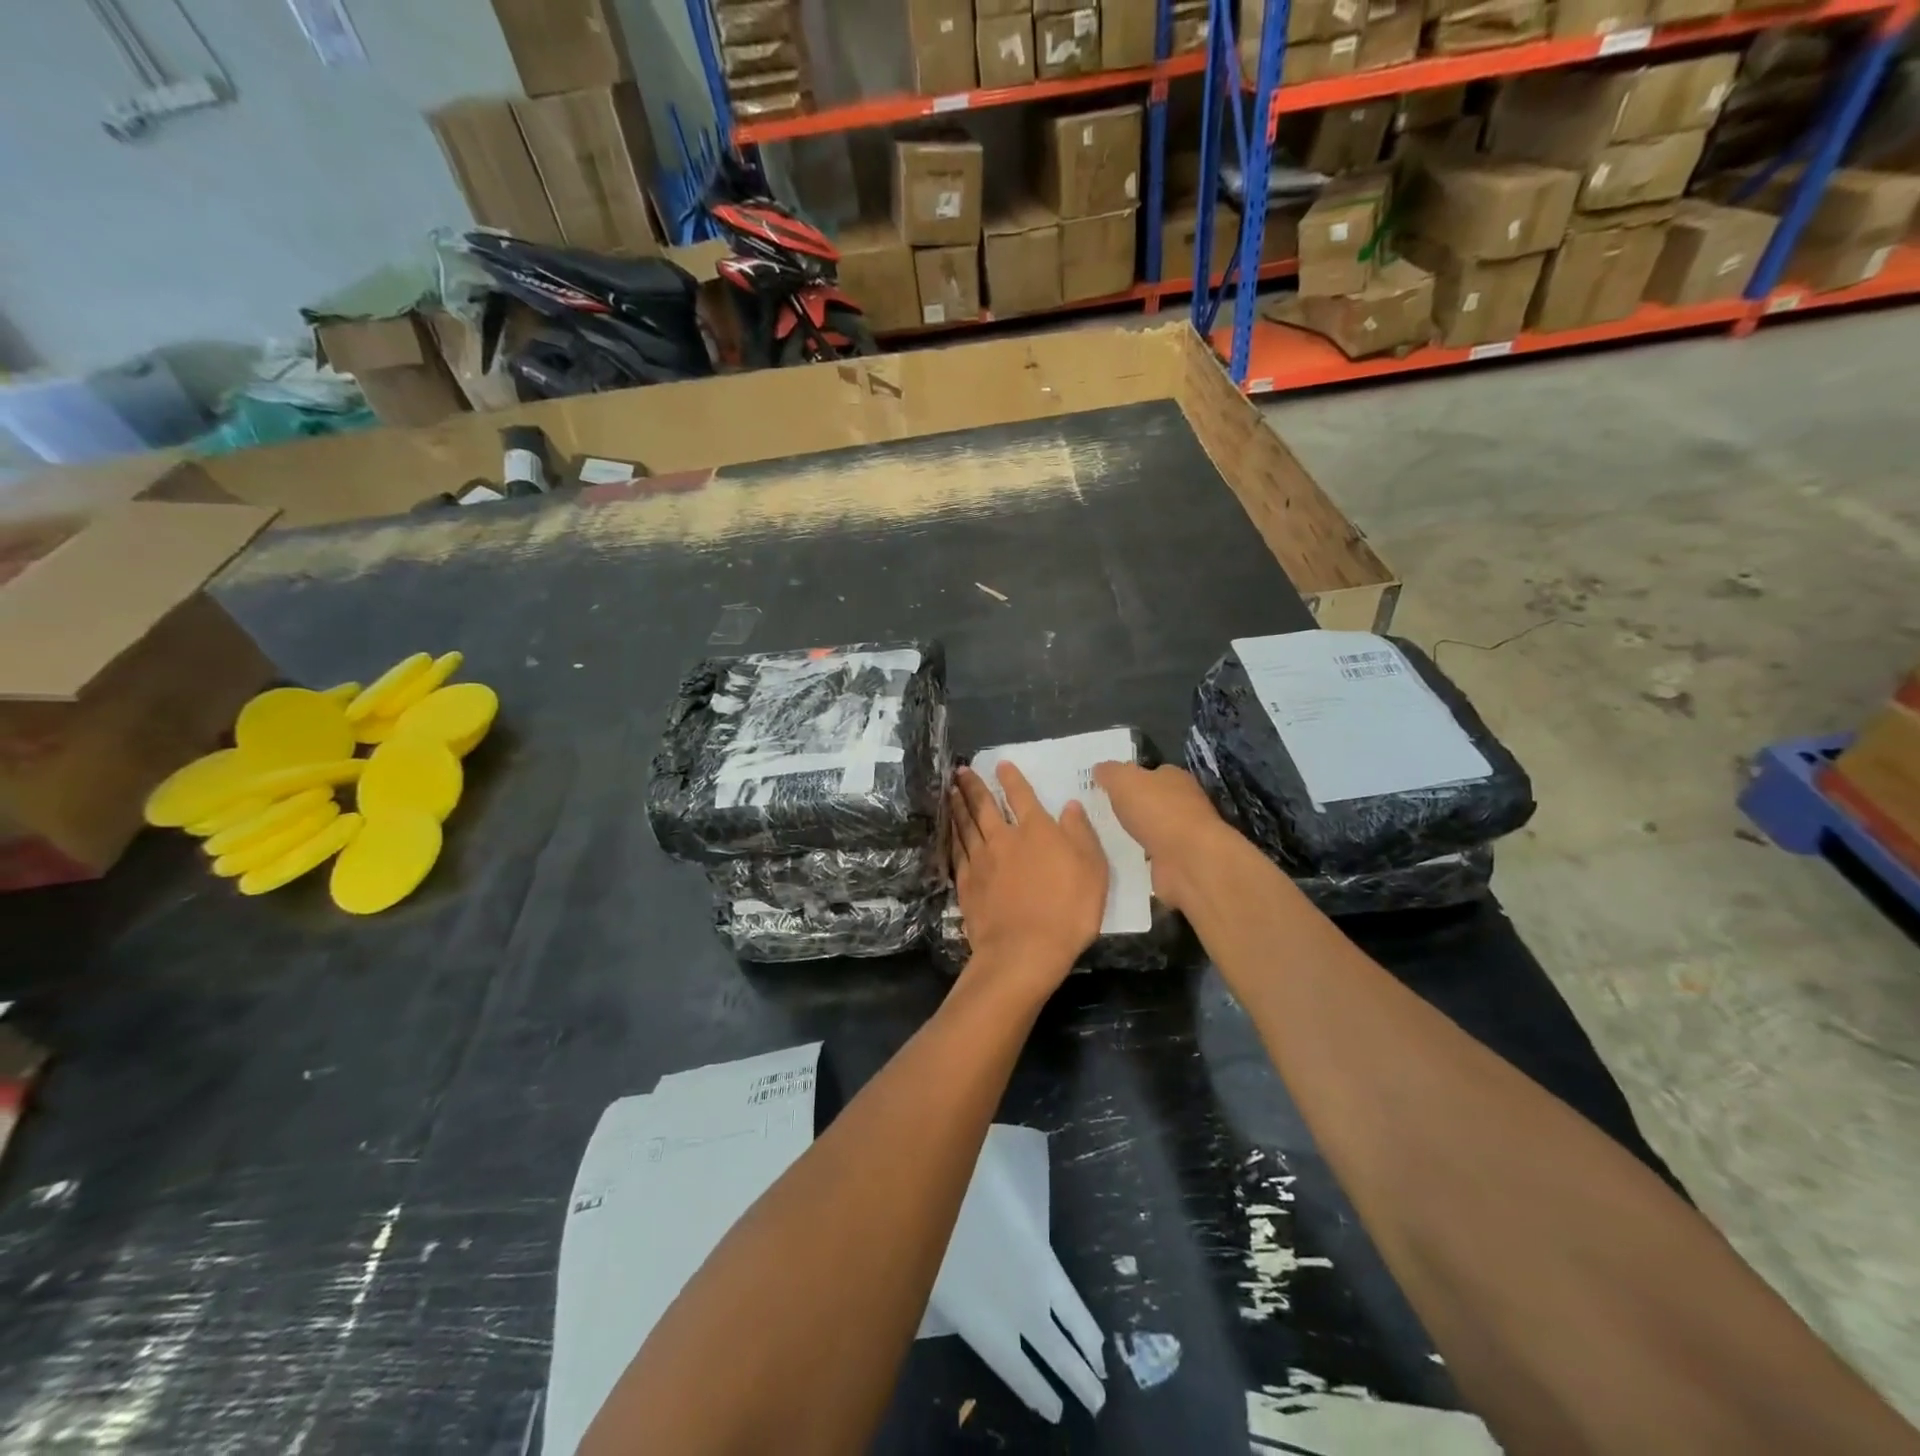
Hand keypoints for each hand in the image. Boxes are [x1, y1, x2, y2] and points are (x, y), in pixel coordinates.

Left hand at [950, 763, 1106, 993]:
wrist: (1024, 950)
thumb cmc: (1068, 909)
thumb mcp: (1092, 869)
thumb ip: (1080, 834)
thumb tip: (1070, 805)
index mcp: (1036, 830)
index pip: (1021, 796)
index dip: (1011, 778)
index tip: (1000, 764)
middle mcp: (1004, 838)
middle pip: (984, 806)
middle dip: (973, 786)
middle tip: (960, 771)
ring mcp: (981, 860)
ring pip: (966, 825)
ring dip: (958, 806)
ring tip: (951, 791)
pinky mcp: (966, 883)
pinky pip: (957, 851)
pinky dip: (952, 835)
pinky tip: (949, 831)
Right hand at [1091, 762, 1231, 913]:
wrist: (1189, 861)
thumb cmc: (1158, 811)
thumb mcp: (1124, 780)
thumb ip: (1110, 772)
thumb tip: (1099, 768)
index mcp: (1174, 778)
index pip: (1149, 772)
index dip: (1128, 778)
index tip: (1103, 787)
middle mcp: (1182, 804)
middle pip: (1150, 801)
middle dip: (1128, 807)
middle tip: (1097, 812)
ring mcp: (1181, 835)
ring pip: (1149, 830)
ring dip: (1132, 833)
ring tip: (1100, 837)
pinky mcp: (1177, 862)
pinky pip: (1149, 856)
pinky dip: (1136, 857)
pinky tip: (1116, 858)